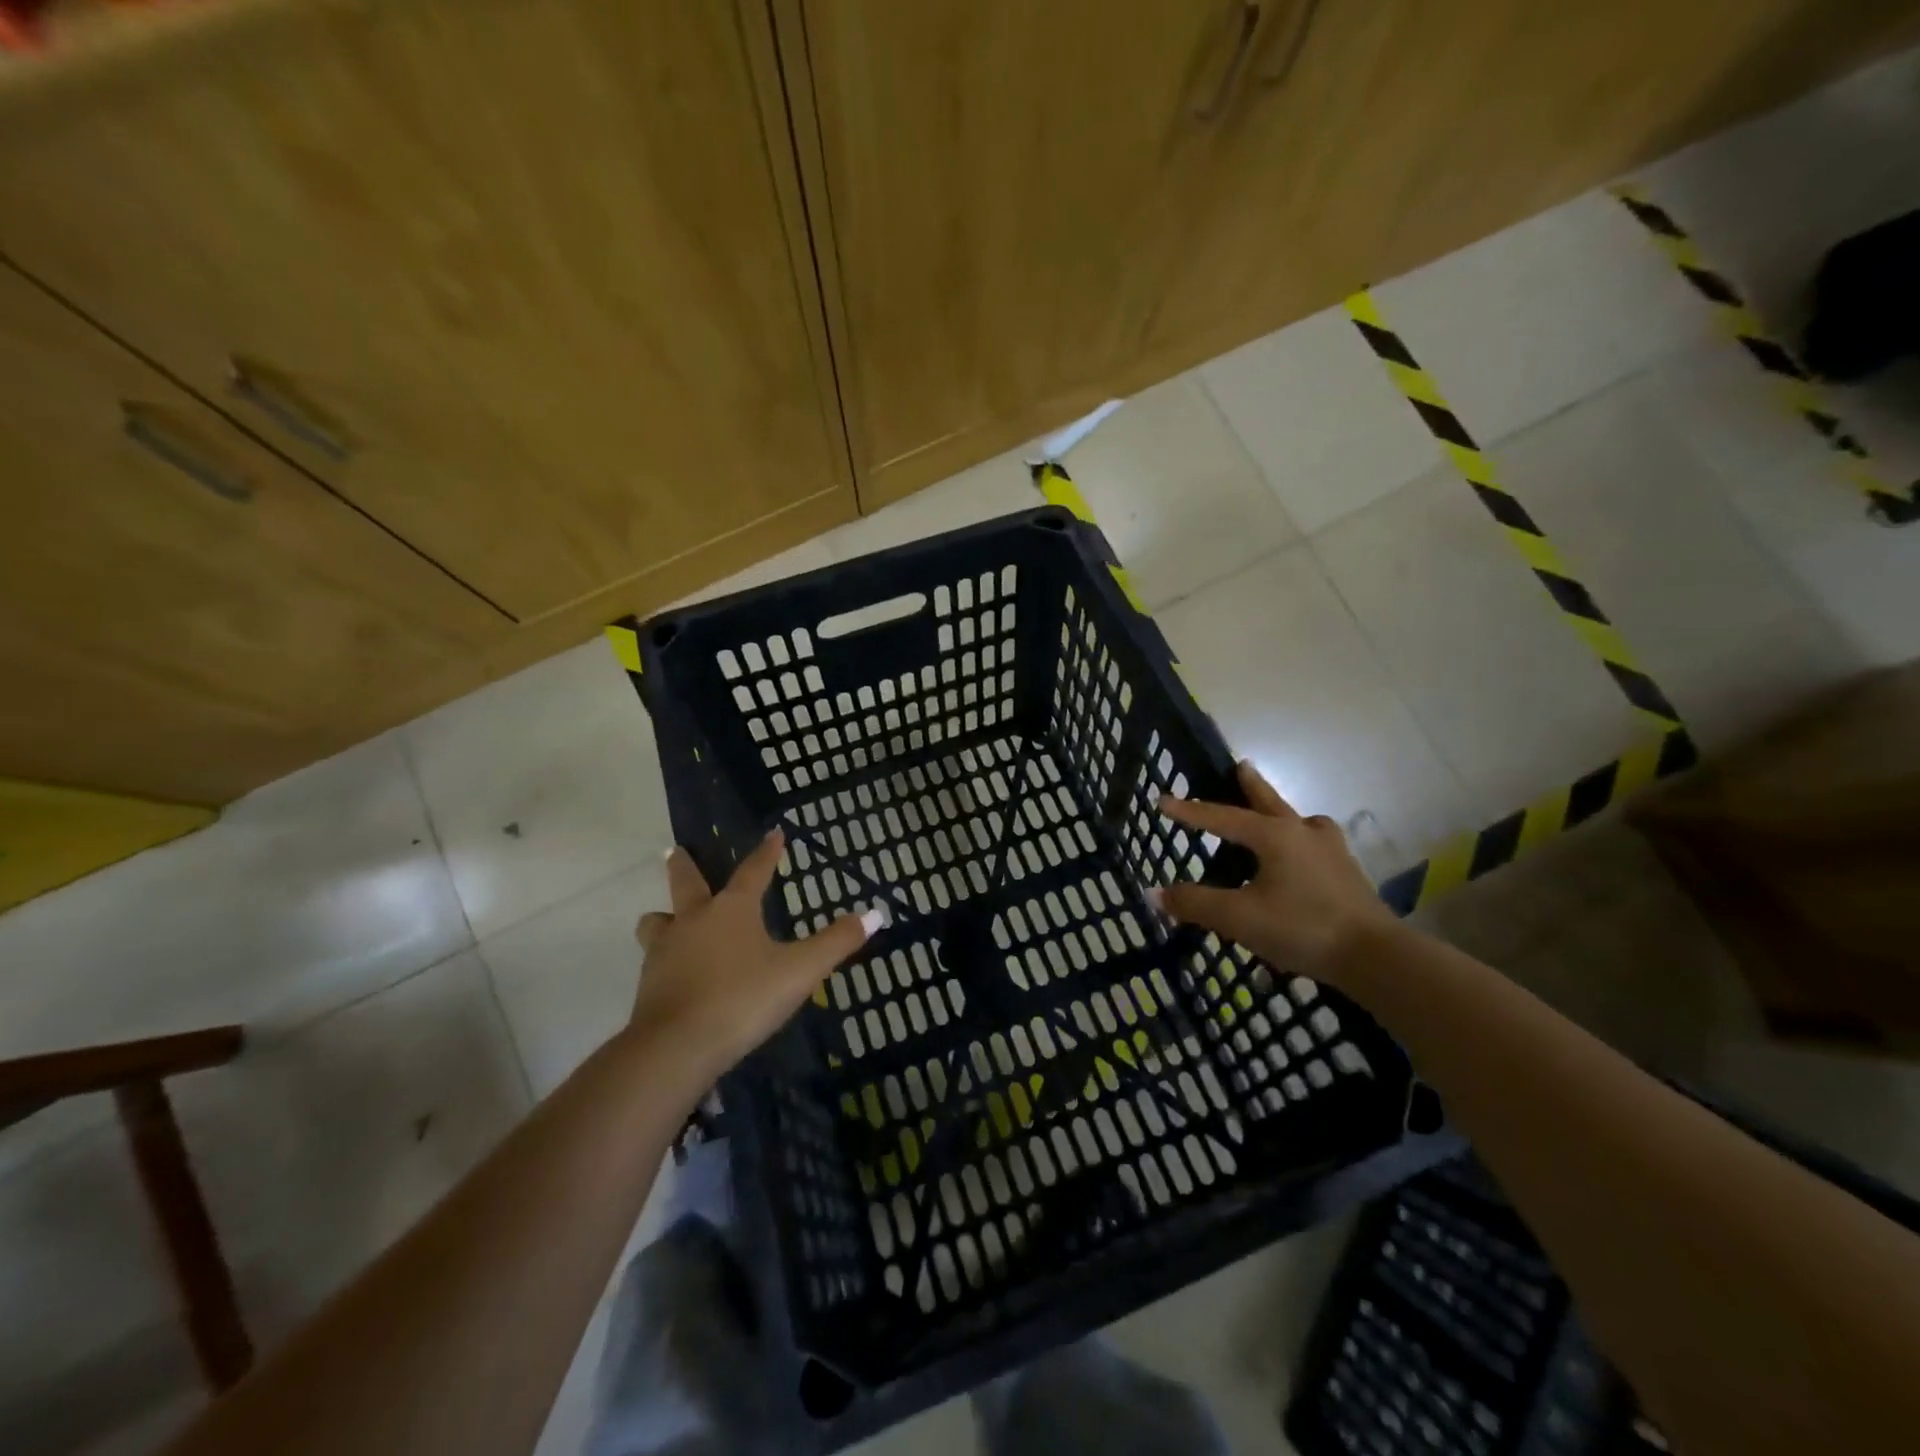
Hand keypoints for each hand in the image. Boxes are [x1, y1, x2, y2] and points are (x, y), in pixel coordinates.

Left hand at [631, 829, 881, 1086]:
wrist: (677, 1048)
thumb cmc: (743, 999)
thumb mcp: (800, 971)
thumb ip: (837, 942)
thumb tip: (876, 914)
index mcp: (732, 910)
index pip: (754, 871)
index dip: (767, 852)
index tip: (774, 833)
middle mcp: (694, 920)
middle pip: (686, 883)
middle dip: (685, 865)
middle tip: (678, 851)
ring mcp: (665, 951)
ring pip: (657, 922)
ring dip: (664, 916)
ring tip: (669, 919)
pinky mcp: (648, 984)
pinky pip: (654, 959)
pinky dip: (664, 957)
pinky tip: (675, 971)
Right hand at [1154, 762, 1397, 983]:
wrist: (1376, 956)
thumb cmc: (1302, 928)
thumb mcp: (1239, 918)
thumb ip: (1196, 904)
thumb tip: (1153, 893)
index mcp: (1275, 836)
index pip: (1222, 817)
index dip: (1190, 811)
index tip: (1163, 799)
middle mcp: (1303, 834)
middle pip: (1270, 803)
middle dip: (1252, 786)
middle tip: (1241, 765)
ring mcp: (1331, 852)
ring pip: (1300, 822)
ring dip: (1282, 813)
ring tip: (1275, 815)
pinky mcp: (1347, 874)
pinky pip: (1316, 845)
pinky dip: (1302, 841)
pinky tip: (1302, 857)